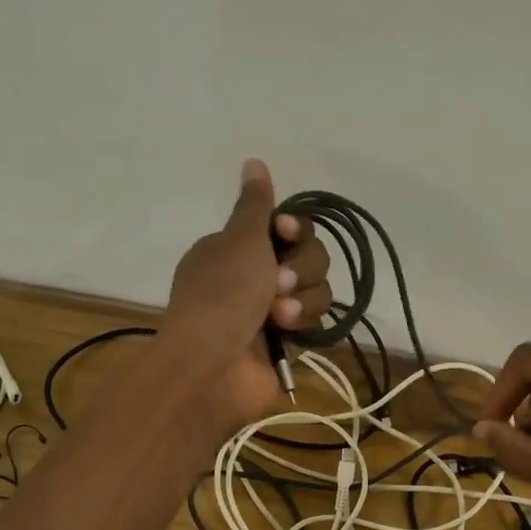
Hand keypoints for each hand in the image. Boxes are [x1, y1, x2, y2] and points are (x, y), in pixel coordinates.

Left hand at [160, 159, 332, 435]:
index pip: (286, 226)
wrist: (213, 367)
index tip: (284, 232)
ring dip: (301, 299)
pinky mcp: (289, 342)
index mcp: (237, 248)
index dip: (294, 229)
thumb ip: (255, 204)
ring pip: (317, 289)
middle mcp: (255, 276)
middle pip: (309, 256)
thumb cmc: (222, 297)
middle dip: (300, 268)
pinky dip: (303, 324)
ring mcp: (272, 311)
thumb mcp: (240, 240)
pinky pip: (316, 321)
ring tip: (277, 317)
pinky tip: (285, 334)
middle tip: (276, 284)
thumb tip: (253, 161)